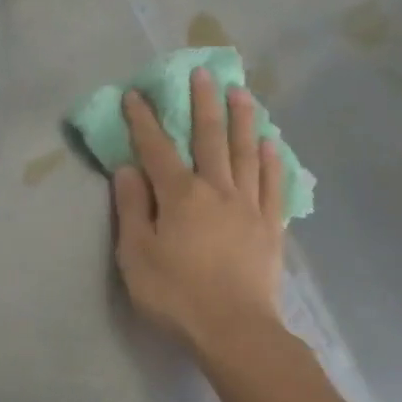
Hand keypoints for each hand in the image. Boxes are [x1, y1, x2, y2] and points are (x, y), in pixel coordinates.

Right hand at [112, 69, 286, 353]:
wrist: (234, 330)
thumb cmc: (176, 295)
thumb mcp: (137, 255)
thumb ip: (133, 209)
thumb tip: (128, 169)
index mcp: (180, 196)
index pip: (157, 149)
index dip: (145, 120)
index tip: (137, 94)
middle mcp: (217, 190)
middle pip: (210, 138)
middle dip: (203, 103)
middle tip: (203, 72)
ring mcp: (249, 206)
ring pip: (245, 153)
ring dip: (242, 120)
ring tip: (241, 92)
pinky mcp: (271, 226)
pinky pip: (272, 185)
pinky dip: (270, 161)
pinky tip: (270, 144)